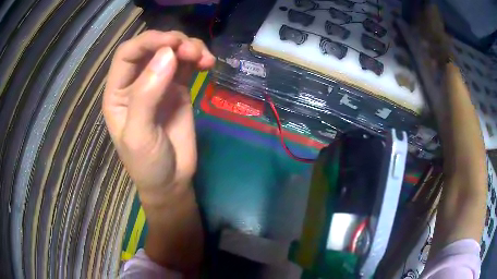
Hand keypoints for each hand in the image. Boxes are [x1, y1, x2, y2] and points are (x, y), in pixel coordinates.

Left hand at [103, 30, 214, 204]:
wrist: (171, 181)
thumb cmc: (147, 164)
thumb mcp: (139, 135)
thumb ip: (147, 95)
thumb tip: (168, 54)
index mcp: (118, 92)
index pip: (127, 53)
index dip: (148, 41)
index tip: (173, 43)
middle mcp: (136, 83)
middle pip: (151, 47)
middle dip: (172, 42)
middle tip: (192, 52)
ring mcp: (158, 84)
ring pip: (171, 52)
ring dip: (189, 48)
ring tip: (204, 59)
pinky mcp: (178, 89)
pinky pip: (186, 65)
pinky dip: (197, 59)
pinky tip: (207, 64)